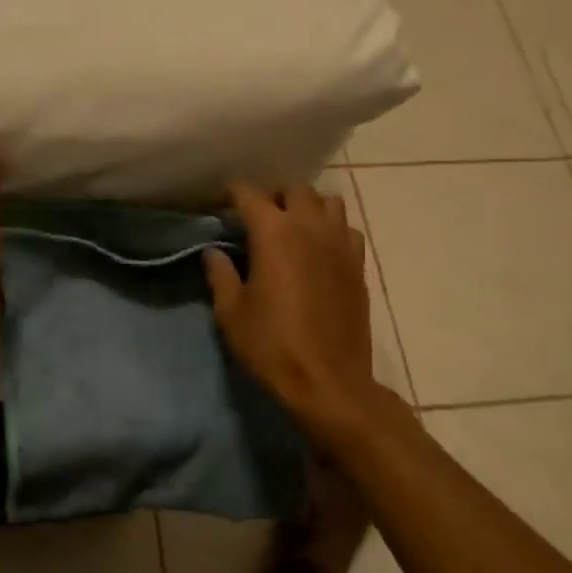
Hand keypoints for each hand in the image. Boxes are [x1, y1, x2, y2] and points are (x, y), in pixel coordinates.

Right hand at [204, 183, 381, 429]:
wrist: (329, 382)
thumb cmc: (272, 346)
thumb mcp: (231, 312)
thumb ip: (220, 274)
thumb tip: (213, 252)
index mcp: (274, 233)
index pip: (249, 194)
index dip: (232, 193)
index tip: (220, 204)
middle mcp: (310, 227)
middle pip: (294, 189)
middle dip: (273, 196)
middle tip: (257, 217)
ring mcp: (340, 244)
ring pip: (328, 202)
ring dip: (308, 207)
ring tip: (292, 227)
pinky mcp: (358, 265)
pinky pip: (347, 229)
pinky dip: (332, 229)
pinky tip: (319, 250)